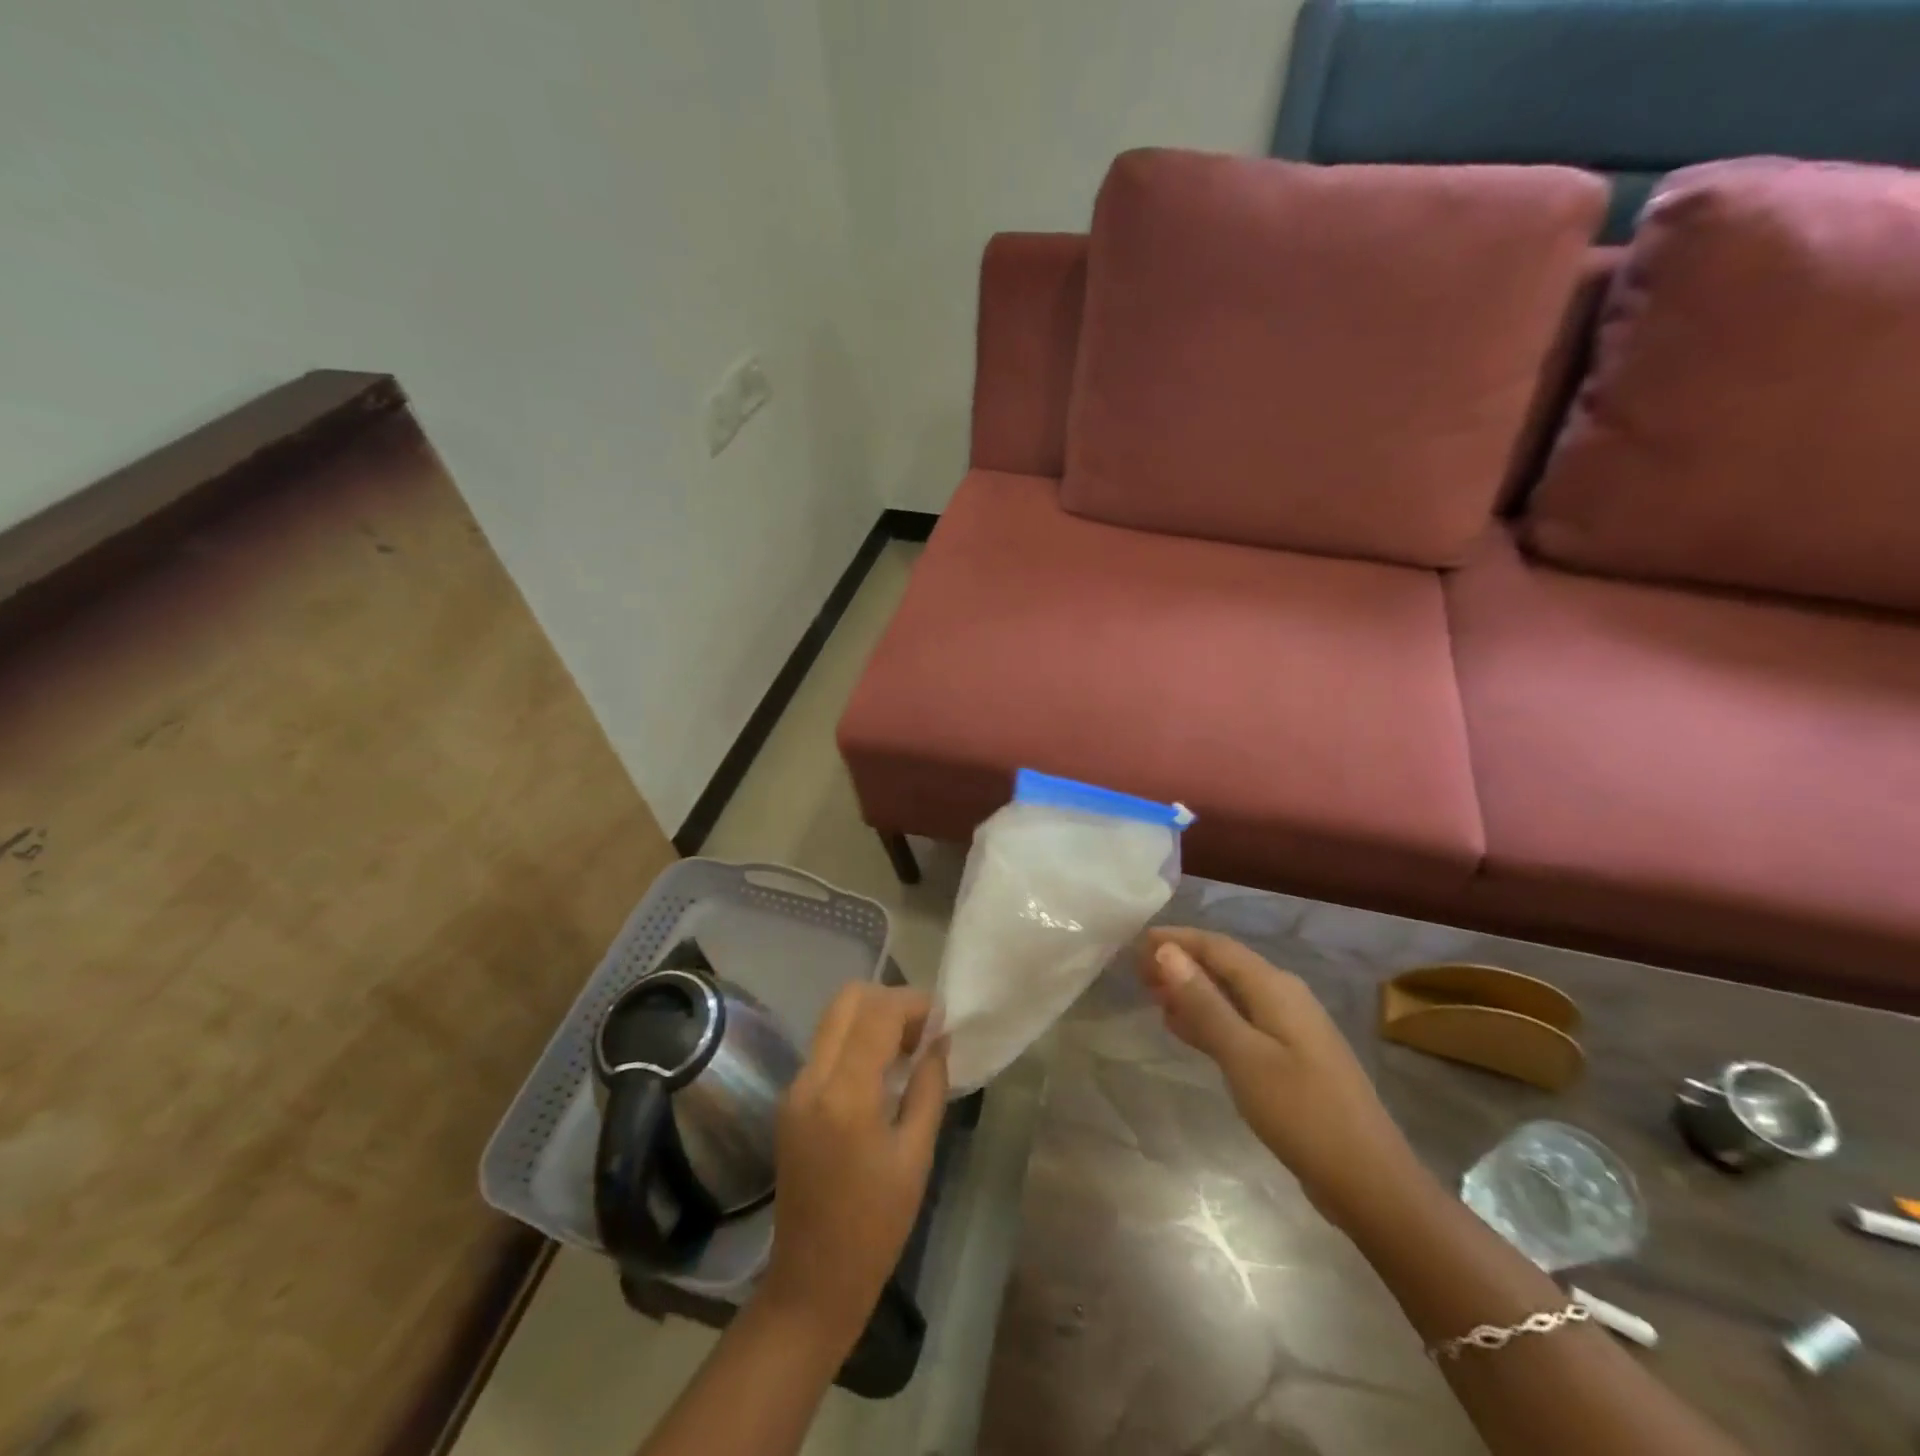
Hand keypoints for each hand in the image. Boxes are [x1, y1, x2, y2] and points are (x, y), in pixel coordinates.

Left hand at [758, 983, 948, 1349]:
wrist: (813, 1283)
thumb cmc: (876, 1227)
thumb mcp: (916, 1155)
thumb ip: (929, 1087)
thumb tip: (939, 1039)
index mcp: (845, 1095)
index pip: (878, 1013)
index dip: (914, 1004)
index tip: (943, 1019)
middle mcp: (812, 1079)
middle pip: (847, 1000)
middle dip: (890, 1001)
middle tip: (922, 1031)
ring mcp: (795, 1088)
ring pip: (834, 1019)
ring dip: (872, 1019)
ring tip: (907, 1051)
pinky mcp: (790, 1101)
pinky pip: (826, 1048)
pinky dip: (856, 1042)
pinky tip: (882, 1074)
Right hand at [1140, 927, 1418, 1229]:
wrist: (1370, 1182)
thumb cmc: (1302, 1113)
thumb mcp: (1243, 1055)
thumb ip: (1203, 1003)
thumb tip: (1166, 951)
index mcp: (1275, 988)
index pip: (1217, 946)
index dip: (1176, 939)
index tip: (1136, 943)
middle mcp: (1284, 997)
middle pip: (1224, 966)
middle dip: (1181, 963)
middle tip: (1137, 972)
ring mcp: (1290, 1029)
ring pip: (1231, 995)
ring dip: (1192, 991)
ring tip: (1151, 995)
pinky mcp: (1290, 1058)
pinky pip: (1240, 1022)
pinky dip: (1209, 1019)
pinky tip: (1185, 1030)